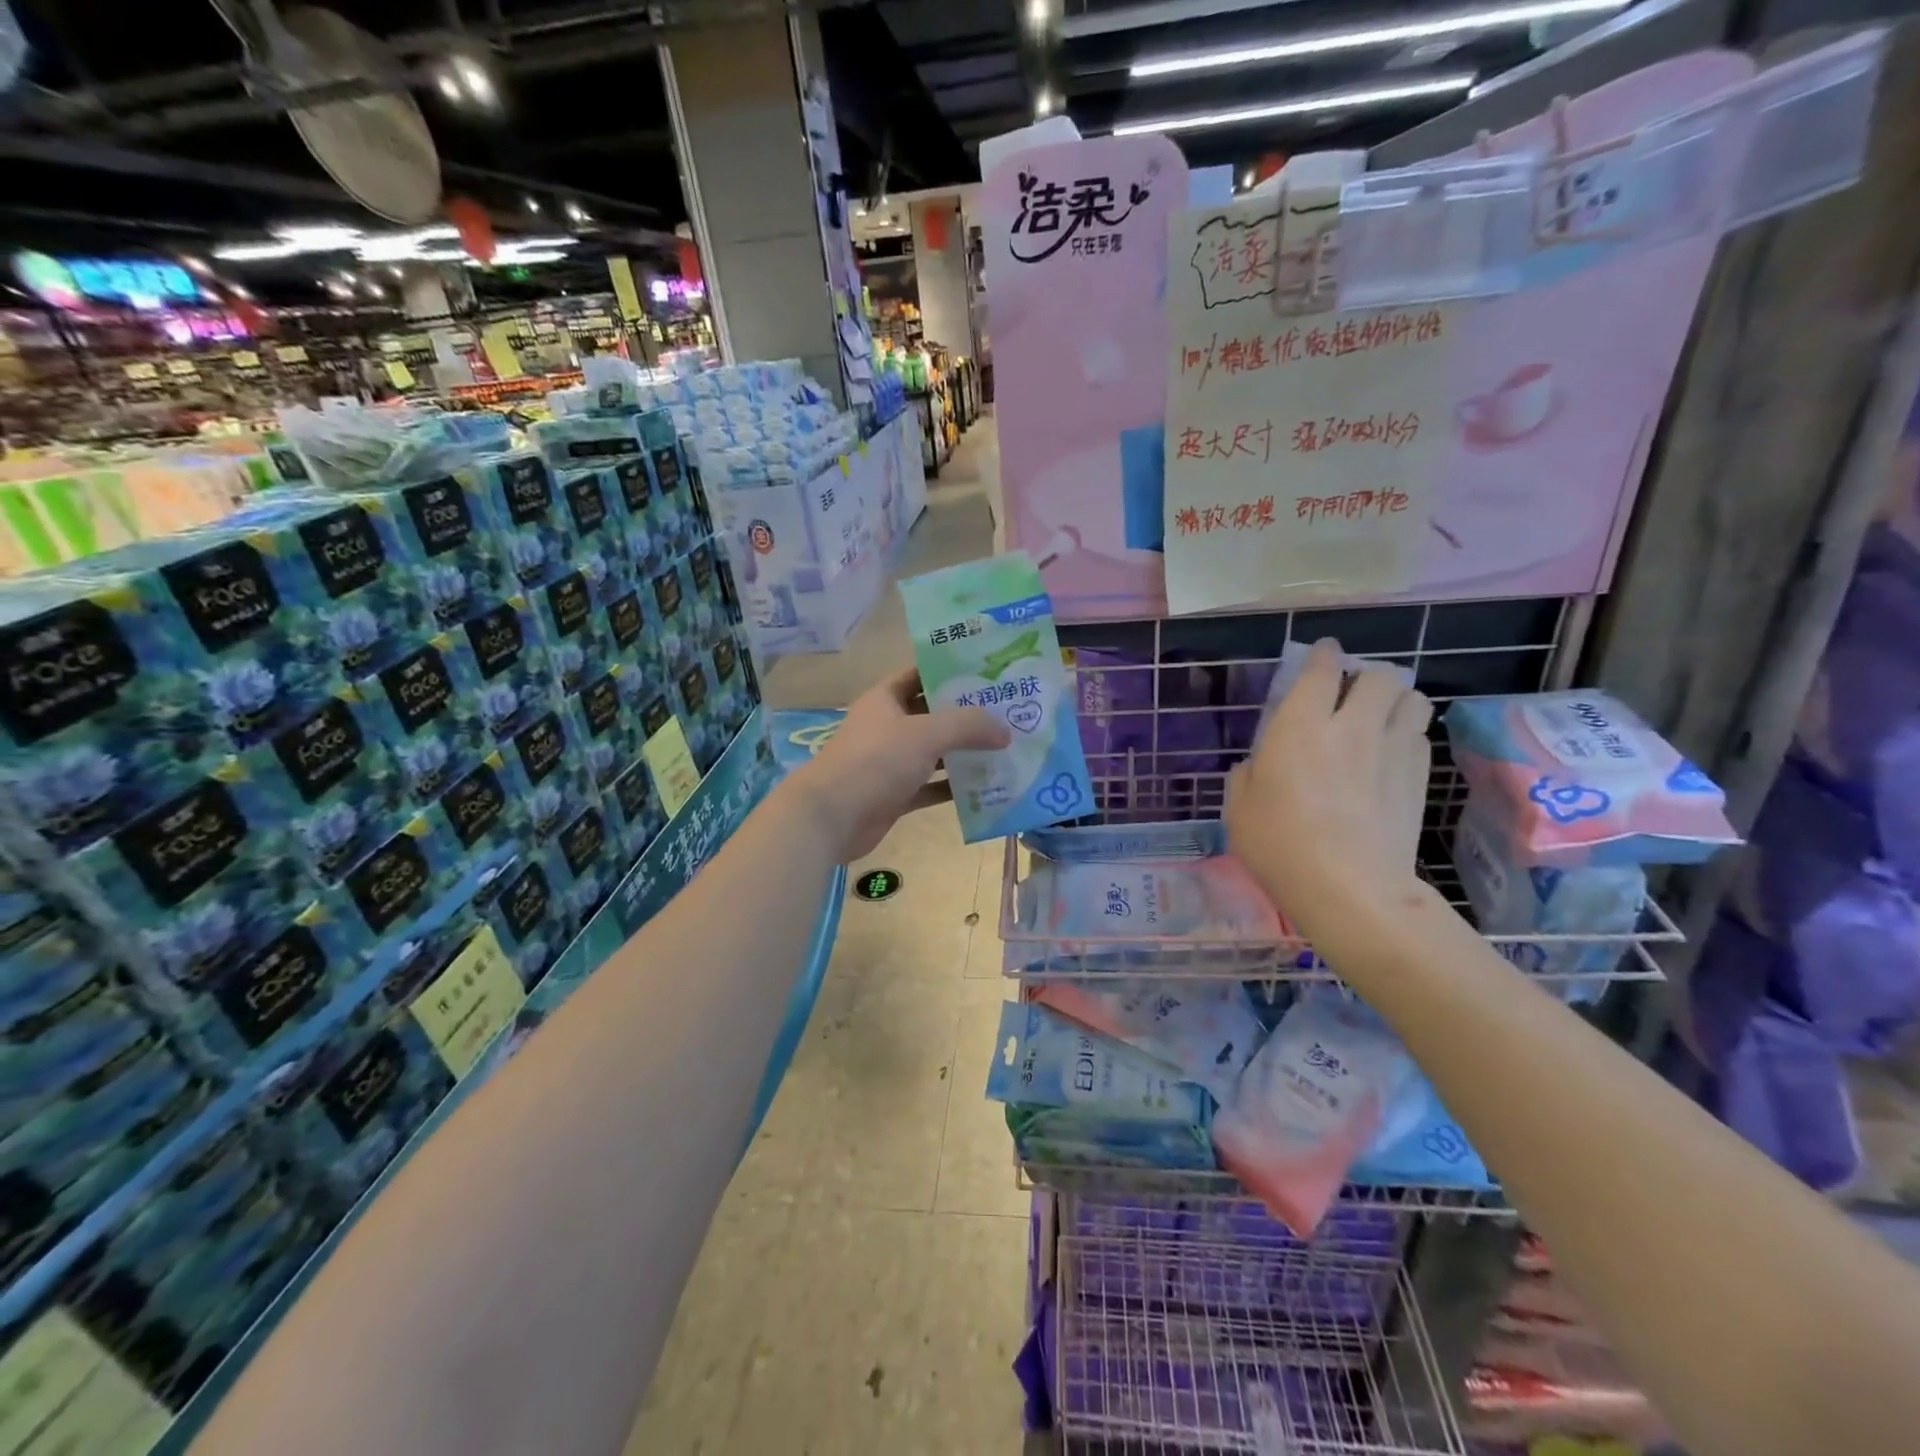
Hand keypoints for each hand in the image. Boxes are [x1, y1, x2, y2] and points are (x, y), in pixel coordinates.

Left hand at [790, 666, 1011, 861]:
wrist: (831, 818)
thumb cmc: (875, 761)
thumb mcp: (925, 733)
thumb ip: (968, 726)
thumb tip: (1006, 730)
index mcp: (886, 699)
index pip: (921, 673)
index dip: (952, 670)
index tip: (989, 671)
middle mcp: (888, 726)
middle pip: (933, 714)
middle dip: (967, 714)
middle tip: (1010, 711)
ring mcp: (891, 762)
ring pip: (935, 752)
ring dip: (965, 752)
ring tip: (1007, 748)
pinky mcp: (895, 794)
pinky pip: (931, 786)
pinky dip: (954, 787)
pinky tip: (987, 787)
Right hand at [1225, 640, 1431, 930]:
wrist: (1349, 888)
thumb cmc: (1280, 845)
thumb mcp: (1239, 809)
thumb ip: (1247, 775)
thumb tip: (1259, 765)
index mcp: (1300, 726)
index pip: (1322, 670)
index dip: (1324, 655)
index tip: (1325, 653)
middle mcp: (1352, 726)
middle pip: (1381, 676)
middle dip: (1368, 677)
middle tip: (1353, 694)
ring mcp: (1392, 750)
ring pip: (1413, 699)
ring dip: (1396, 701)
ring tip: (1381, 718)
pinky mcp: (1418, 778)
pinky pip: (1419, 737)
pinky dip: (1407, 735)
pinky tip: (1391, 756)